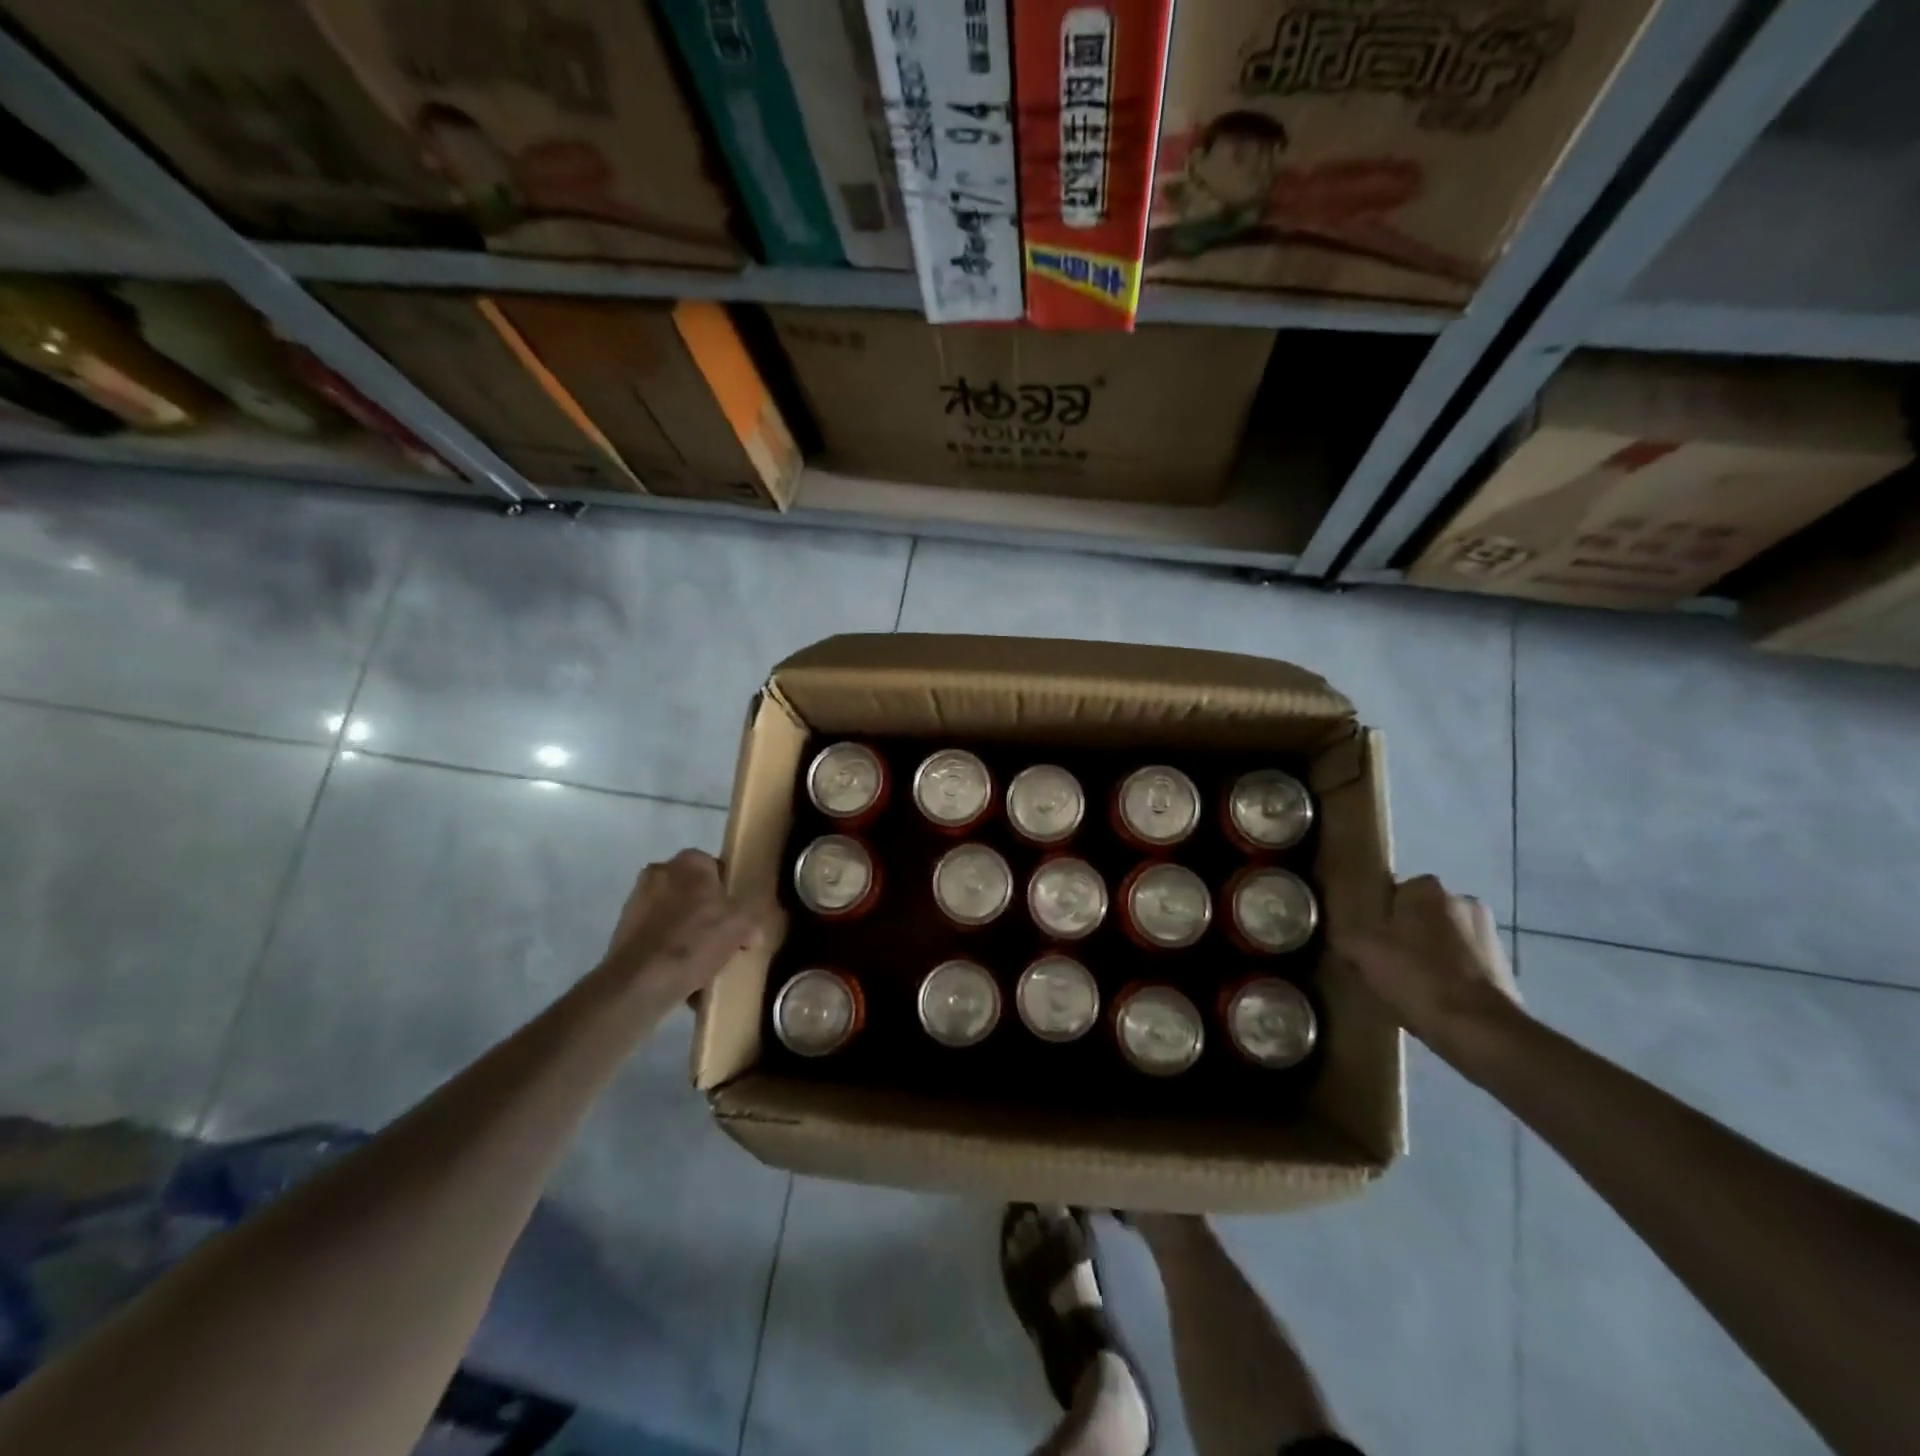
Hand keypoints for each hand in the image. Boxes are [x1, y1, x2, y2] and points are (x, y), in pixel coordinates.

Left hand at [600, 850, 772, 1008]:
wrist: (640, 981)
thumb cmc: (696, 941)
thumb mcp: (741, 927)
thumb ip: (750, 922)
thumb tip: (751, 934)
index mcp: (690, 861)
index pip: (716, 868)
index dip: (728, 892)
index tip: (736, 916)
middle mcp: (660, 871)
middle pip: (692, 891)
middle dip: (704, 911)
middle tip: (721, 937)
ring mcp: (637, 899)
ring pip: (673, 913)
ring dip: (685, 931)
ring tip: (701, 962)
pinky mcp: (622, 929)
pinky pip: (655, 934)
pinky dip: (666, 948)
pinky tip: (680, 973)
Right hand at [1333, 875, 1519, 1048]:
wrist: (1479, 1030)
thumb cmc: (1417, 977)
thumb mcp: (1363, 953)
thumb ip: (1346, 937)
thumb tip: (1339, 936)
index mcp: (1428, 890)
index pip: (1396, 889)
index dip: (1380, 912)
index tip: (1368, 935)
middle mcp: (1462, 902)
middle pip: (1422, 914)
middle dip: (1407, 931)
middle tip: (1384, 958)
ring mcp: (1489, 935)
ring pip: (1445, 938)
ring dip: (1431, 953)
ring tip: (1409, 982)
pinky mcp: (1504, 967)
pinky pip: (1465, 963)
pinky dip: (1451, 974)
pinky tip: (1434, 997)